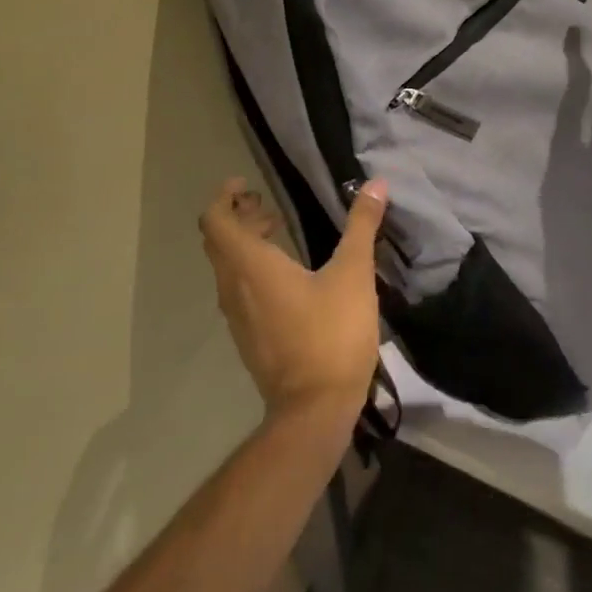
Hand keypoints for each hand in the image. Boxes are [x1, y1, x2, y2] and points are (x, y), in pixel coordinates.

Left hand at [199, 177, 389, 426]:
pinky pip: (239, 291)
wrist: (315, 408)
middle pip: (219, 243)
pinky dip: (252, 270)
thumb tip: (375, 184)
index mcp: (251, 267)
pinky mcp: (249, 337)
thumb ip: (361, 226)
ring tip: (278, 232)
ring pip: (228, 268)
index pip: (216, 222)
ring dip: (245, 244)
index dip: (224, 197)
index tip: (245, 184)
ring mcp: (238, 317)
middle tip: (266, 204)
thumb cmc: (332, 334)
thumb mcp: (353, 274)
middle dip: (238, 217)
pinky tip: (287, 276)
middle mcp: (234, 288)